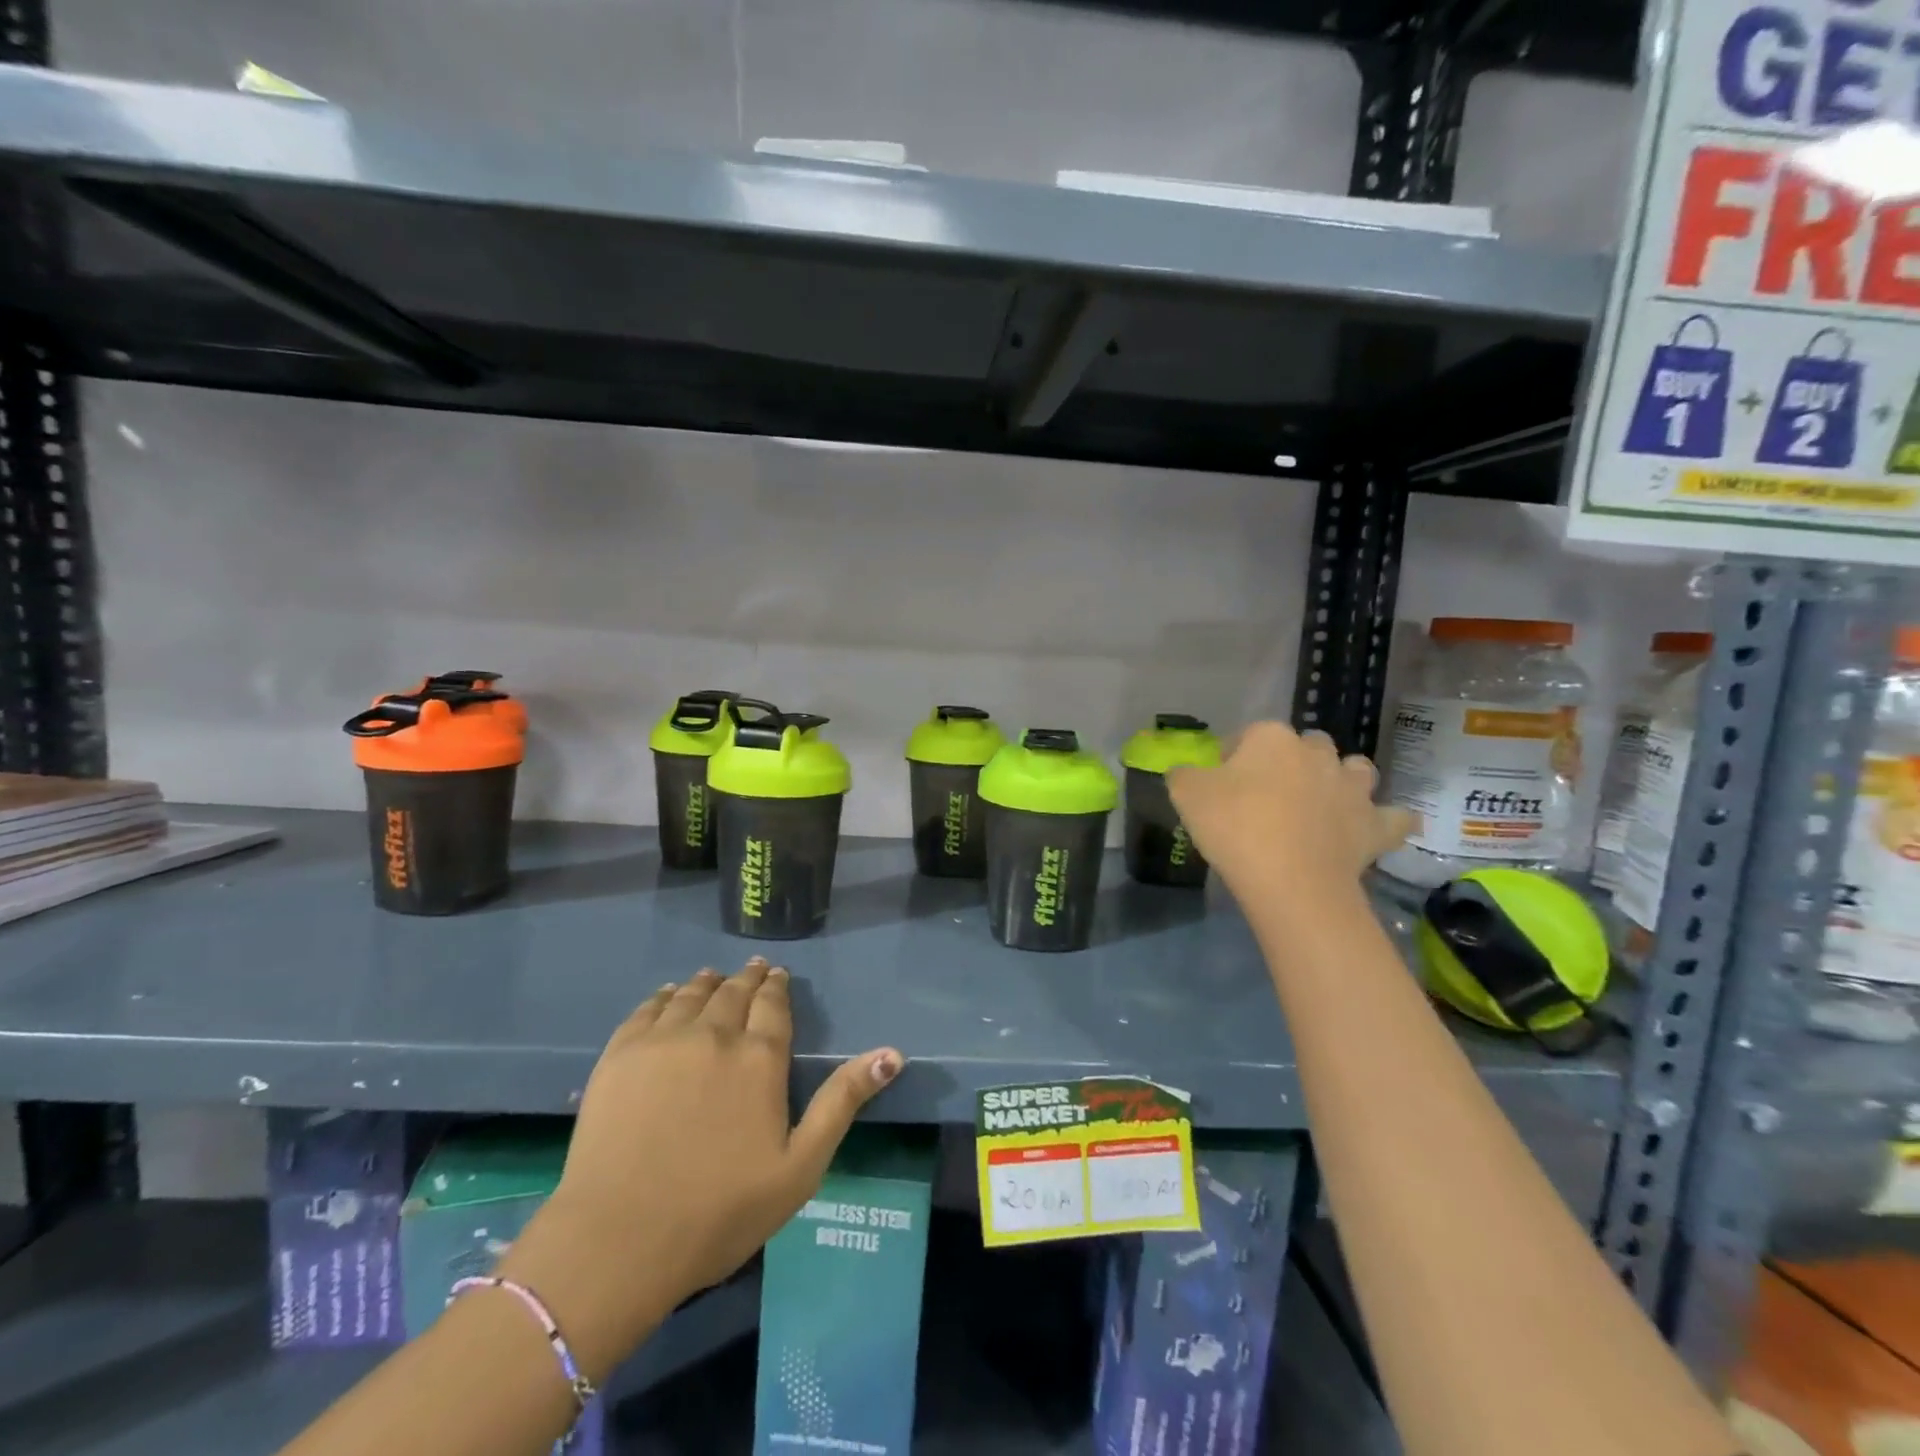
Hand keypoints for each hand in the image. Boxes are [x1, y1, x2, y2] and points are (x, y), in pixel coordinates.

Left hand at [498, 958, 901, 1375]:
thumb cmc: (719, 1210)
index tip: (779, 975)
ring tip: (715, 976)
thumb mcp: (800, 1166)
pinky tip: (668, 995)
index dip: (778, 987)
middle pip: (734, 992)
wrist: (618, 1240)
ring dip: (709, 982)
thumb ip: (843, 1102)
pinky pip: (648, 1009)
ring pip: (692, 994)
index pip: (773, 1005)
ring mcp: (662, 1041)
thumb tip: (892, 1053)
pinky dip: (665, 996)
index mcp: (759, 1058)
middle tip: (754, 969)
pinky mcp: (620, 1055)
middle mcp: (714, 1034)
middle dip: (748, 978)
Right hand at [1167, 722, 1412, 902]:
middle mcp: (1316, 753)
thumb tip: (1185, 772)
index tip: (1221, 783)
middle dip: (1292, 761)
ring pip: (1355, 769)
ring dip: (1343, 779)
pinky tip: (1376, 827)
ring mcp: (1352, 788)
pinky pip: (1394, 817)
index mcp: (1270, 738)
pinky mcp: (1375, 825)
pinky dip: (1387, 820)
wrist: (1289, 880)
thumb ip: (1183, 775)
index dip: (1232, 756)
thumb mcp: (1186, 795)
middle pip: (1307, 745)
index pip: (1247, 735)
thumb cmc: (1234, 827)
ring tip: (1323, 802)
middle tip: (1270, 793)